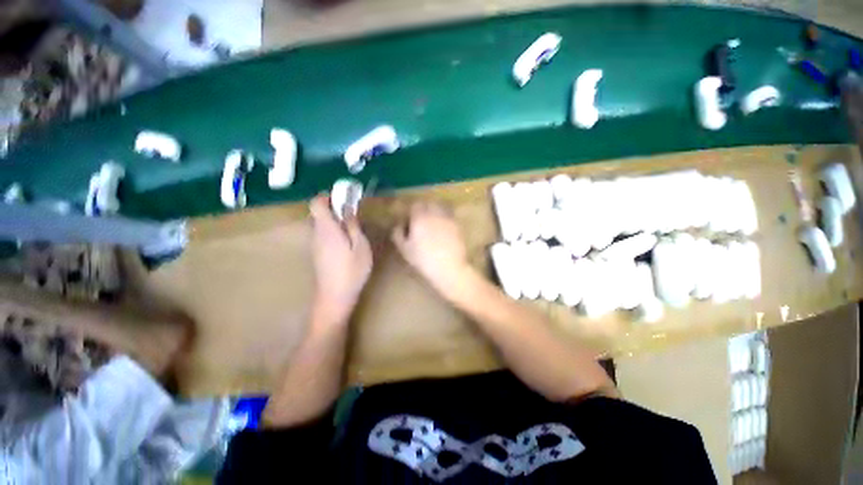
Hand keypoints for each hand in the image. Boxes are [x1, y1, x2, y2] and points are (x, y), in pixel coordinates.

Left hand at [309, 195, 371, 324]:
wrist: (335, 297)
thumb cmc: (352, 270)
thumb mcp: (360, 246)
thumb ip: (353, 226)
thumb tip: (347, 209)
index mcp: (326, 229)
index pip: (316, 204)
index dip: (326, 197)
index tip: (342, 198)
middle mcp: (316, 234)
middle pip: (318, 213)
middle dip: (333, 209)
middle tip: (352, 214)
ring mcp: (315, 245)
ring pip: (321, 224)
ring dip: (334, 221)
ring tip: (352, 229)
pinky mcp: (317, 254)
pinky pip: (322, 235)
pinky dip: (333, 231)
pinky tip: (347, 243)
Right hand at [392, 202, 471, 295]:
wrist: (449, 267)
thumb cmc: (424, 260)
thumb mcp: (405, 249)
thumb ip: (398, 234)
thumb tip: (399, 225)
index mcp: (420, 218)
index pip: (415, 205)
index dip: (412, 212)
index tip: (410, 221)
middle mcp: (435, 214)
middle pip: (429, 204)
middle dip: (424, 209)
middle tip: (421, 222)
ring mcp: (448, 218)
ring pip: (441, 207)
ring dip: (436, 212)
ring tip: (433, 224)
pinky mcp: (457, 225)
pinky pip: (450, 216)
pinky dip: (445, 218)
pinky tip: (443, 230)